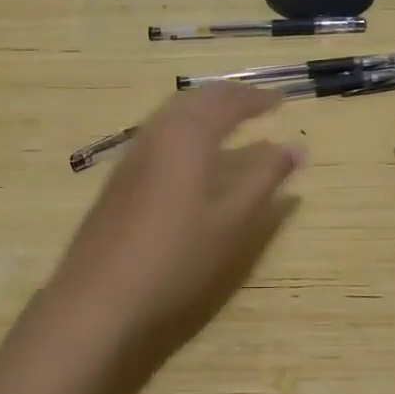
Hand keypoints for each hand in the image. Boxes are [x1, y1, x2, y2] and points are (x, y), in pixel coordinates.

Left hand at [41, 83, 302, 367]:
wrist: (99, 297)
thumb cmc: (176, 257)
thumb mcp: (232, 220)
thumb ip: (265, 178)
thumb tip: (296, 147)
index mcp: (188, 135)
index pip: (228, 103)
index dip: (257, 99)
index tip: (282, 100)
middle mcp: (158, 133)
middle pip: (197, 99)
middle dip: (229, 96)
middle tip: (258, 102)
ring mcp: (133, 154)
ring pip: (174, 113)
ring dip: (205, 107)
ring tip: (229, 118)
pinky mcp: (120, 176)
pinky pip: (160, 132)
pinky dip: (186, 126)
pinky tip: (191, 152)